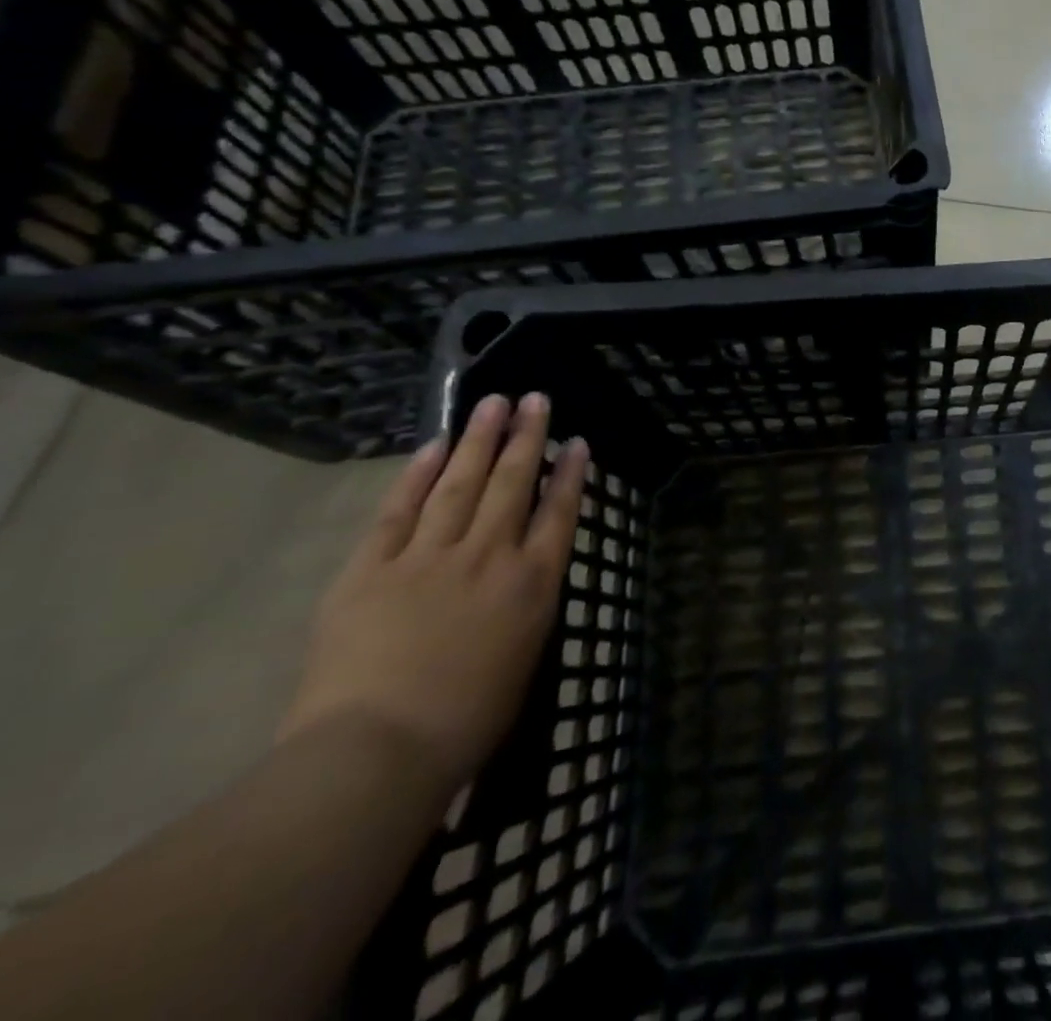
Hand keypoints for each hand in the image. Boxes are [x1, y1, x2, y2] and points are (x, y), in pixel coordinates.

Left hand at [280, 393, 589, 792]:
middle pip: (513, 483)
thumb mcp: (524, 660)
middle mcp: (489, 556)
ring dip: (479, 440)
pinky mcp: (372, 569)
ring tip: (492, 403)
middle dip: (527, 438)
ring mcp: (429, 557)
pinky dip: (419, 475)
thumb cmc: (466, 722)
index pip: (559, 513)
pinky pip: (401, 511)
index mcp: (532, 584)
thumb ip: (526, 608)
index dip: (570, 474)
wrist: (377, 752)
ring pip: (461, 484)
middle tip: (534, 399)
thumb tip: (522, 578)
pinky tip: (435, 447)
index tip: (578, 442)